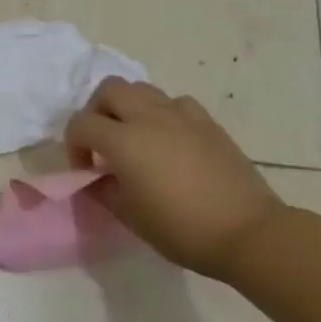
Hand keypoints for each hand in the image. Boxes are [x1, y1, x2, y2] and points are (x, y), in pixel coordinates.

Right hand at [66, 77, 286, 278]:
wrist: (247, 232)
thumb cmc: (181, 229)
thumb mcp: (129, 216)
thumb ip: (102, 190)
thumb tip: (94, 178)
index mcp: (123, 141)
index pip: (81, 124)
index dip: (73, 145)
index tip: (85, 170)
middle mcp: (148, 117)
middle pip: (109, 89)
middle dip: (97, 111)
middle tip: (103, 142)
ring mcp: (181, 115)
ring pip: (142, 89)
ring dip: (128, 108)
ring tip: (135, 139)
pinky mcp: (207, 122)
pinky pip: (175, 102)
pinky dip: (163, 113)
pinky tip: (170, 140)